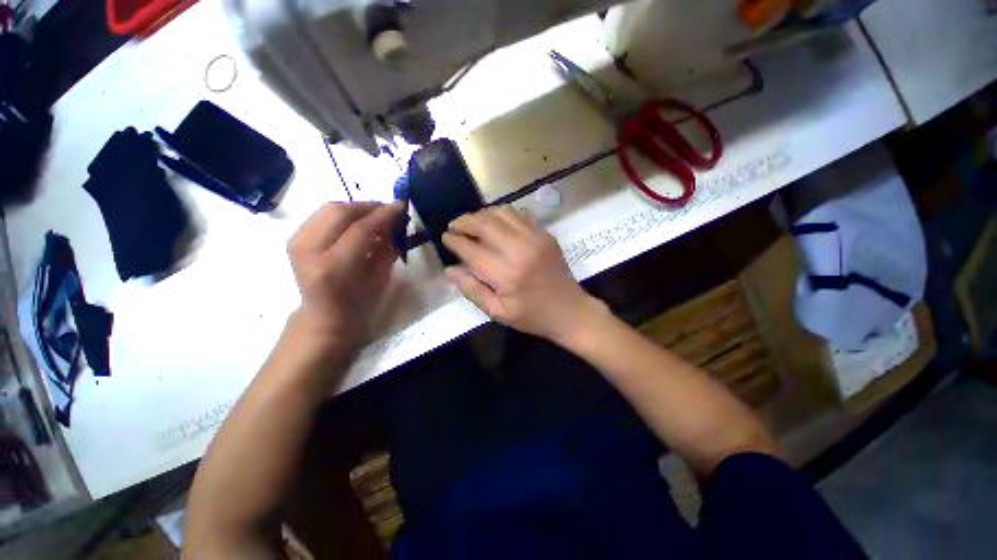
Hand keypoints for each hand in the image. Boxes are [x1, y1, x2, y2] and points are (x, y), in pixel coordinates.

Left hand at [286, 201, 403, 354]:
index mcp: (334, 267)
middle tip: (389, 209)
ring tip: (376, 215)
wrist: (323, 316)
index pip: (361, 229)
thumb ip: (387, 247)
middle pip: (340, 212)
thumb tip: (396, 222)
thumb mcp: (381, 278)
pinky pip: (322, 214)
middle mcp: (310, 250)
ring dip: (356, 208)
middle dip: (369, 206)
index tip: (401, 206)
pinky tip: (358, 221)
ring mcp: (297, 242)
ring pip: (329, 208)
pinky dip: (344, 213)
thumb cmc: (359, 304)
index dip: (384, 214)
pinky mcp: (294, 238)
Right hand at [443, 207, 605, 342]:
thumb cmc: (532, 316)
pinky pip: (519, 214)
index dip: (454, 240)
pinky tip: (494, 221)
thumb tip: (450, 269)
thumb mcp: (498, 312)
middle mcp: (520, 250)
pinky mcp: (545, 234)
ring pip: (501, 213)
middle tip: (454, 226)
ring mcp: (535, 238)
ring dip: (482, 214)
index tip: (445, 237)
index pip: (471, 249)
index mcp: (506, 275)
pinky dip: (501, 213)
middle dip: (464, 221)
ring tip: (472, 222)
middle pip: (485, 224)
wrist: (570, 311)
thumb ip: (472, 290)